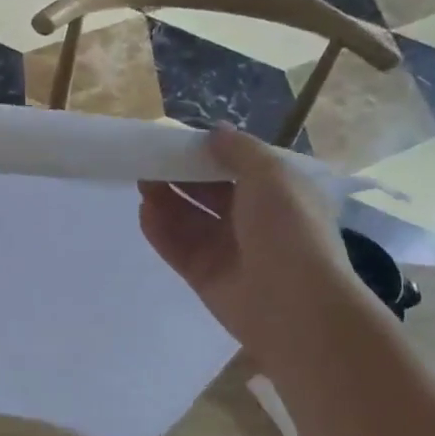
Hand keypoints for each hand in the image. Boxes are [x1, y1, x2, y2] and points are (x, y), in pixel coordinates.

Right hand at [138, 126, 361, 364]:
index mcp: (277, 194)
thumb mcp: (272, 174)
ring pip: (189, 219)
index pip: (236, 168)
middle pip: (207, 193)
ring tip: (141, 182)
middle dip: (179, 175)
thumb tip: (215, 132)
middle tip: (149, 160)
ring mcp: (227, 250)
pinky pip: (177, 247)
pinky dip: (160, 230)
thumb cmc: (288, 229)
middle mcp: (252, 220)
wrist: (294, 303)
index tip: (177, 140)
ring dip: (165, 199)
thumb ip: (239, 150)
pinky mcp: (204, 275)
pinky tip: (143, 211)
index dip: (207, 153)